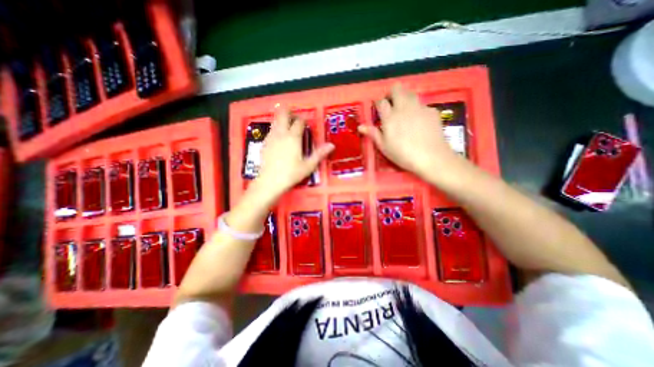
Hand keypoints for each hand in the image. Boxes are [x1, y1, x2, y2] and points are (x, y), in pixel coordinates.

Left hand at [249, 110, 333, 203]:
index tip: (307, 124)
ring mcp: (271, 137)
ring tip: (287, 126)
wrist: (270, 181)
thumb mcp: (308, 165)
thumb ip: (319, 154)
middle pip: (283, 114)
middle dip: (289, 111)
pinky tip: (279, 137)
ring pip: (275, 121)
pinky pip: (271, 130)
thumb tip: (331, 145)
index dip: (304, 120)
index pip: (299, 122)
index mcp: (293, 137)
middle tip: (294, 117)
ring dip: (281, 119)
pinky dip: (276, 128)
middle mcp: (281, 134)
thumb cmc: (291, 174)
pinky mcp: (264, 143)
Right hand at [357, 84, 464, 179]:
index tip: (378, 110)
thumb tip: (361, 126)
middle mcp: (404, 107)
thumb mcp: (384, 147)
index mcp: (389, 117)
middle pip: (396, 89)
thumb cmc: (403, 154)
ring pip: (410, 93)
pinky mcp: (432, 111)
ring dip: (405, 98)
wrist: (431, 157)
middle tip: (391, 106)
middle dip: (391, 94)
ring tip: (404, 112)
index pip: (381, 102)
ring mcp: (419, 107)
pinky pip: (422, 105)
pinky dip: (418, 109)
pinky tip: (419, 122)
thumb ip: (373, 134)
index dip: (378, 104)